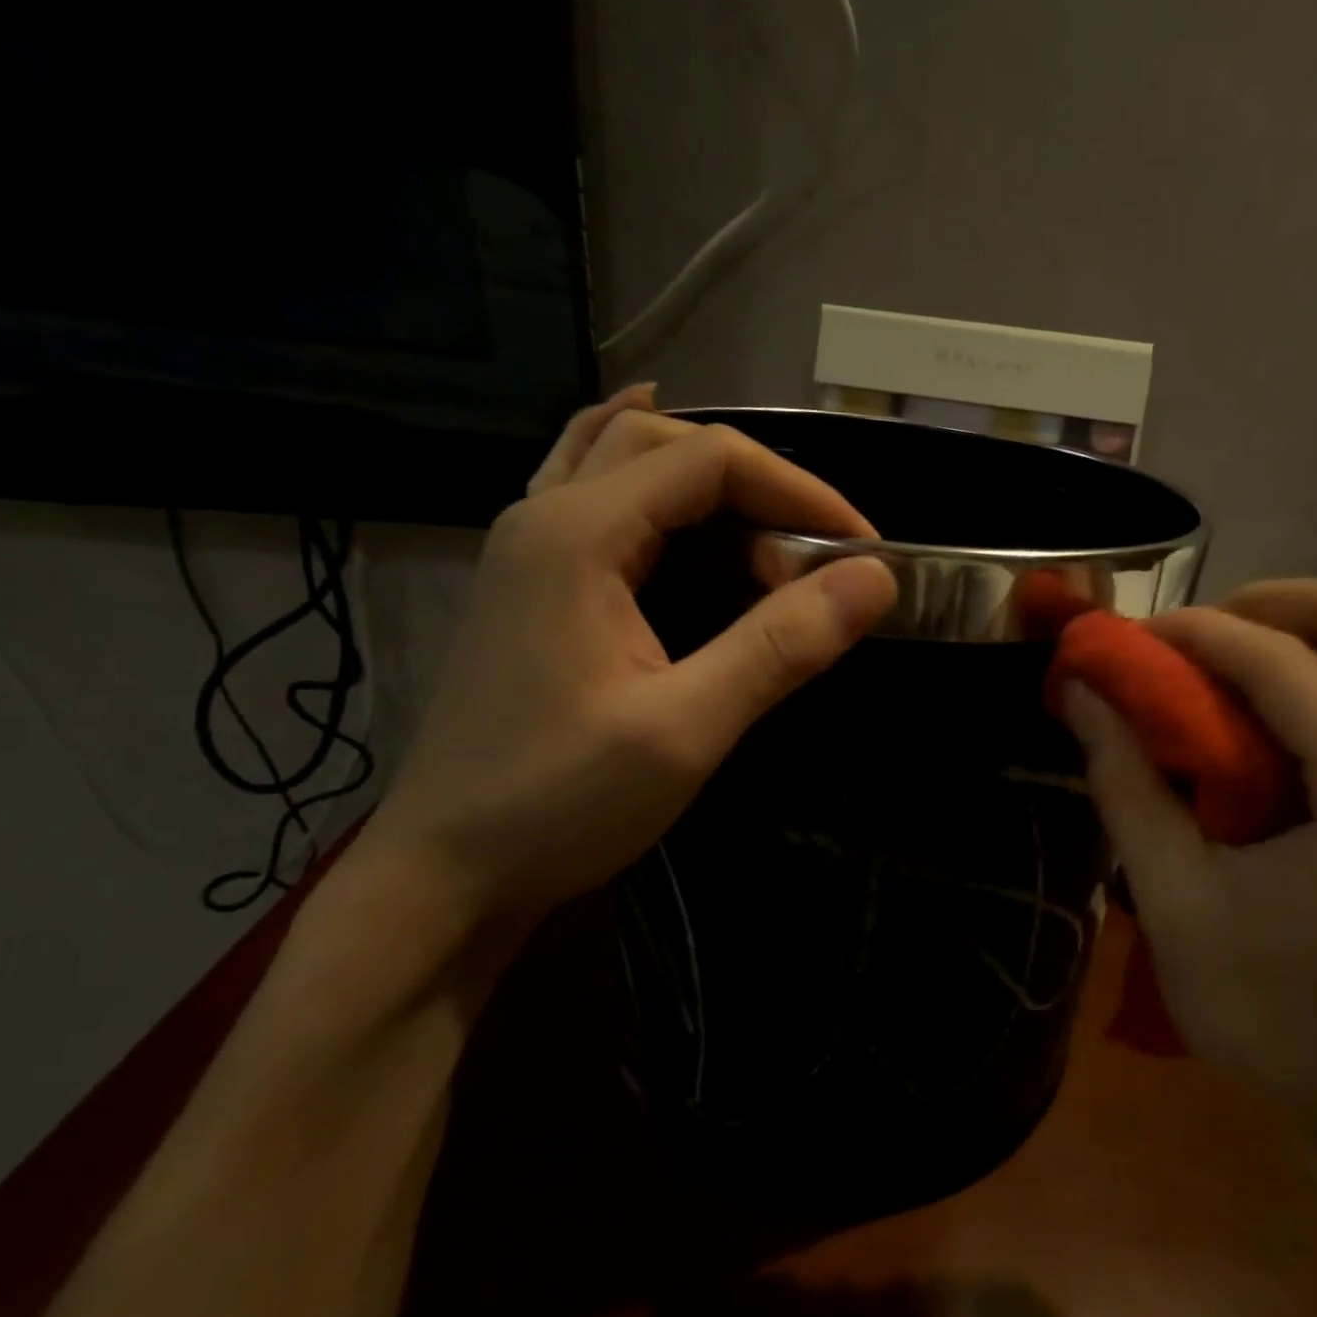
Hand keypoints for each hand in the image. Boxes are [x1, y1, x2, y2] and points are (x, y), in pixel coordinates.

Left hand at [362, 389, 896, 948]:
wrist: (444, 872)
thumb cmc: (559, 802)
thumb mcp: (686, 729)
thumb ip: (779, 647)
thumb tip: (873, 580)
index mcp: (578, 534)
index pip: (710, 460)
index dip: (799, 491)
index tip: (860, 551)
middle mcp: (543, 517)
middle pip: (664, 444)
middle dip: (757, 484)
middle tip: (813, 552)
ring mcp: (526, 549)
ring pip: (620, 458)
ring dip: (703, 475)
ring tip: (765, 513)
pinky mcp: (529, 587)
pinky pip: (588, 494)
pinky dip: (643, 480)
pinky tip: (664, 495)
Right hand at [1063, 579, 1316, 1160]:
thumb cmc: (1277, 1022)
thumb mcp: (1177, 901)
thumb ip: (1126, 781)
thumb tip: (1080, 691)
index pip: (1282, 659)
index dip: (1191, 632)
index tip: (1126, 639)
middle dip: (1257, 609)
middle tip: (1184, 651)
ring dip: (1290, 642)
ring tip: (1214, 686)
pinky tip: (1267, 731)